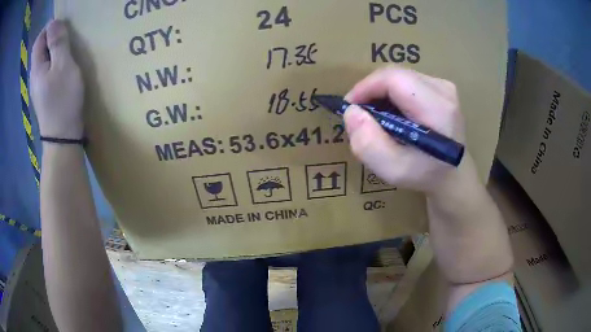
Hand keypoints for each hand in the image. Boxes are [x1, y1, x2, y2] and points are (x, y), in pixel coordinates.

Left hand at [31, 20, 83, 139]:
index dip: (49, 28)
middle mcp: (34, 76)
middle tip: (67, 35)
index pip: (39, 40)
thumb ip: (57, 43)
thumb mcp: (63, 65)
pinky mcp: (44, 95)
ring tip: (67, 49)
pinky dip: (55, 63)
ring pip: (44, 60)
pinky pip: (47, 71)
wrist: (63, 138)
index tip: (63, 24)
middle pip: (40, 50)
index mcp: (36, 67)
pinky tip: (63, 66)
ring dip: (54, 50)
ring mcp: (38, 87)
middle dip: (52, 38)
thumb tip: (53, 23)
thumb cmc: (63, 99)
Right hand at [344, 66, 466, 193]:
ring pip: (400, 76)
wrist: (454, 175)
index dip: (365, 87)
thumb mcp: (394, 170)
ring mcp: (444, 86)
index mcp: (437, 108)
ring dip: (381, 92)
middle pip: (395, 74)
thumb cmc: (426, 175)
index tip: (350, 107)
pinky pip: (408, 81)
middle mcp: (443, 89)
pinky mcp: (441, 87)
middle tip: (361, 115)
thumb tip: (351, 112)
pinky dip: (393, 94)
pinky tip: (392, 113)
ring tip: (376, 116)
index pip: (393, 78)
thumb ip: (369, 144)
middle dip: (371, 90)